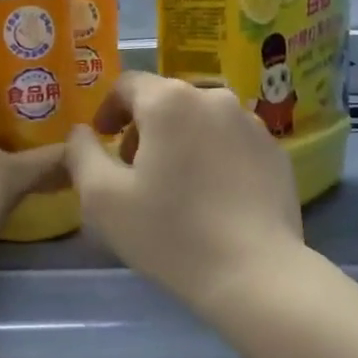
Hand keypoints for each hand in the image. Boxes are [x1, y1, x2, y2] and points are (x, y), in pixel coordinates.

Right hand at [65, 72, 304, 312]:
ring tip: (176, 187)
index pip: (127, 85)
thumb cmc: (170, 231)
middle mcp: (214, 98)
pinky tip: (213, 199)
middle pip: (167, 101)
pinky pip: (233, 143)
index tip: (102, 140)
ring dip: (181, 142)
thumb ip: (81, 154)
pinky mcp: (276, 153)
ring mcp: (252, 124)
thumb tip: (81, 133)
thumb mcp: (102, 198)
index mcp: (170, 101)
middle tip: (134, 171)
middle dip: (144, 128)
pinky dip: (215, 158)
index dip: (108, 110)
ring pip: (203, 121)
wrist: (254, 273)